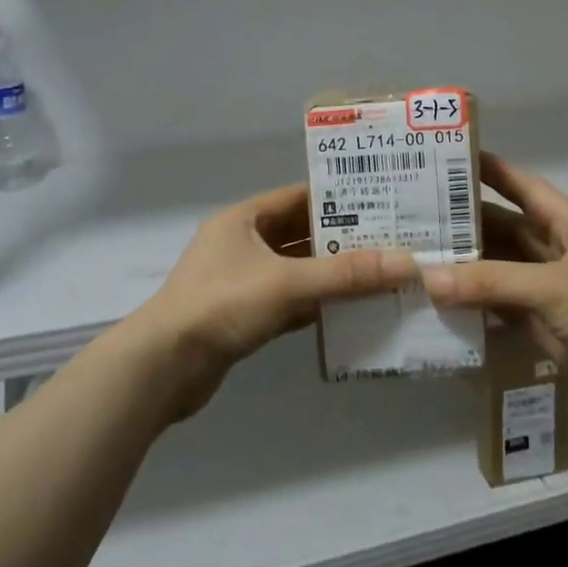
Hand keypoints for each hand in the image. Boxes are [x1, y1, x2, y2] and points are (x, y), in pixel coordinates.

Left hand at [130, 183, 417, 420]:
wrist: (161, 369)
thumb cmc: (220, 306)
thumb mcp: (286, 283)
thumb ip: (345, 274)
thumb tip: (406, 263)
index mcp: (244, 219)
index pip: (299, 197)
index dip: (338, 197)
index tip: (381, 200)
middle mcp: (242, 244)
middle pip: (301, 234)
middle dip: (343, 239)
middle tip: (391, 240)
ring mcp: (242, 282)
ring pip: (297, 270)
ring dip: (333, 274)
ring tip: (381, 273)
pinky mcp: (244, 316)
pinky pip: (290, 301)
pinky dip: (317, 304)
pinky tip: (352, 311)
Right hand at [424, 153, 567, 438]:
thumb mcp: (551, 287)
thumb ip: (490, 281)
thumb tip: (428, 278)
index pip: (528, 189)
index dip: (496, 173)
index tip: (456, 161)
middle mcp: (561, 254)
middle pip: (510, 230)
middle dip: (471, 223)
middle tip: (423, 215)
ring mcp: (553, 292)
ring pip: (504, 269)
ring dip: (470, 266)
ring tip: (424, 256)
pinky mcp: (547, 327)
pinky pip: (504, 307)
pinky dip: (478, 303)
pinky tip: (444, 301)